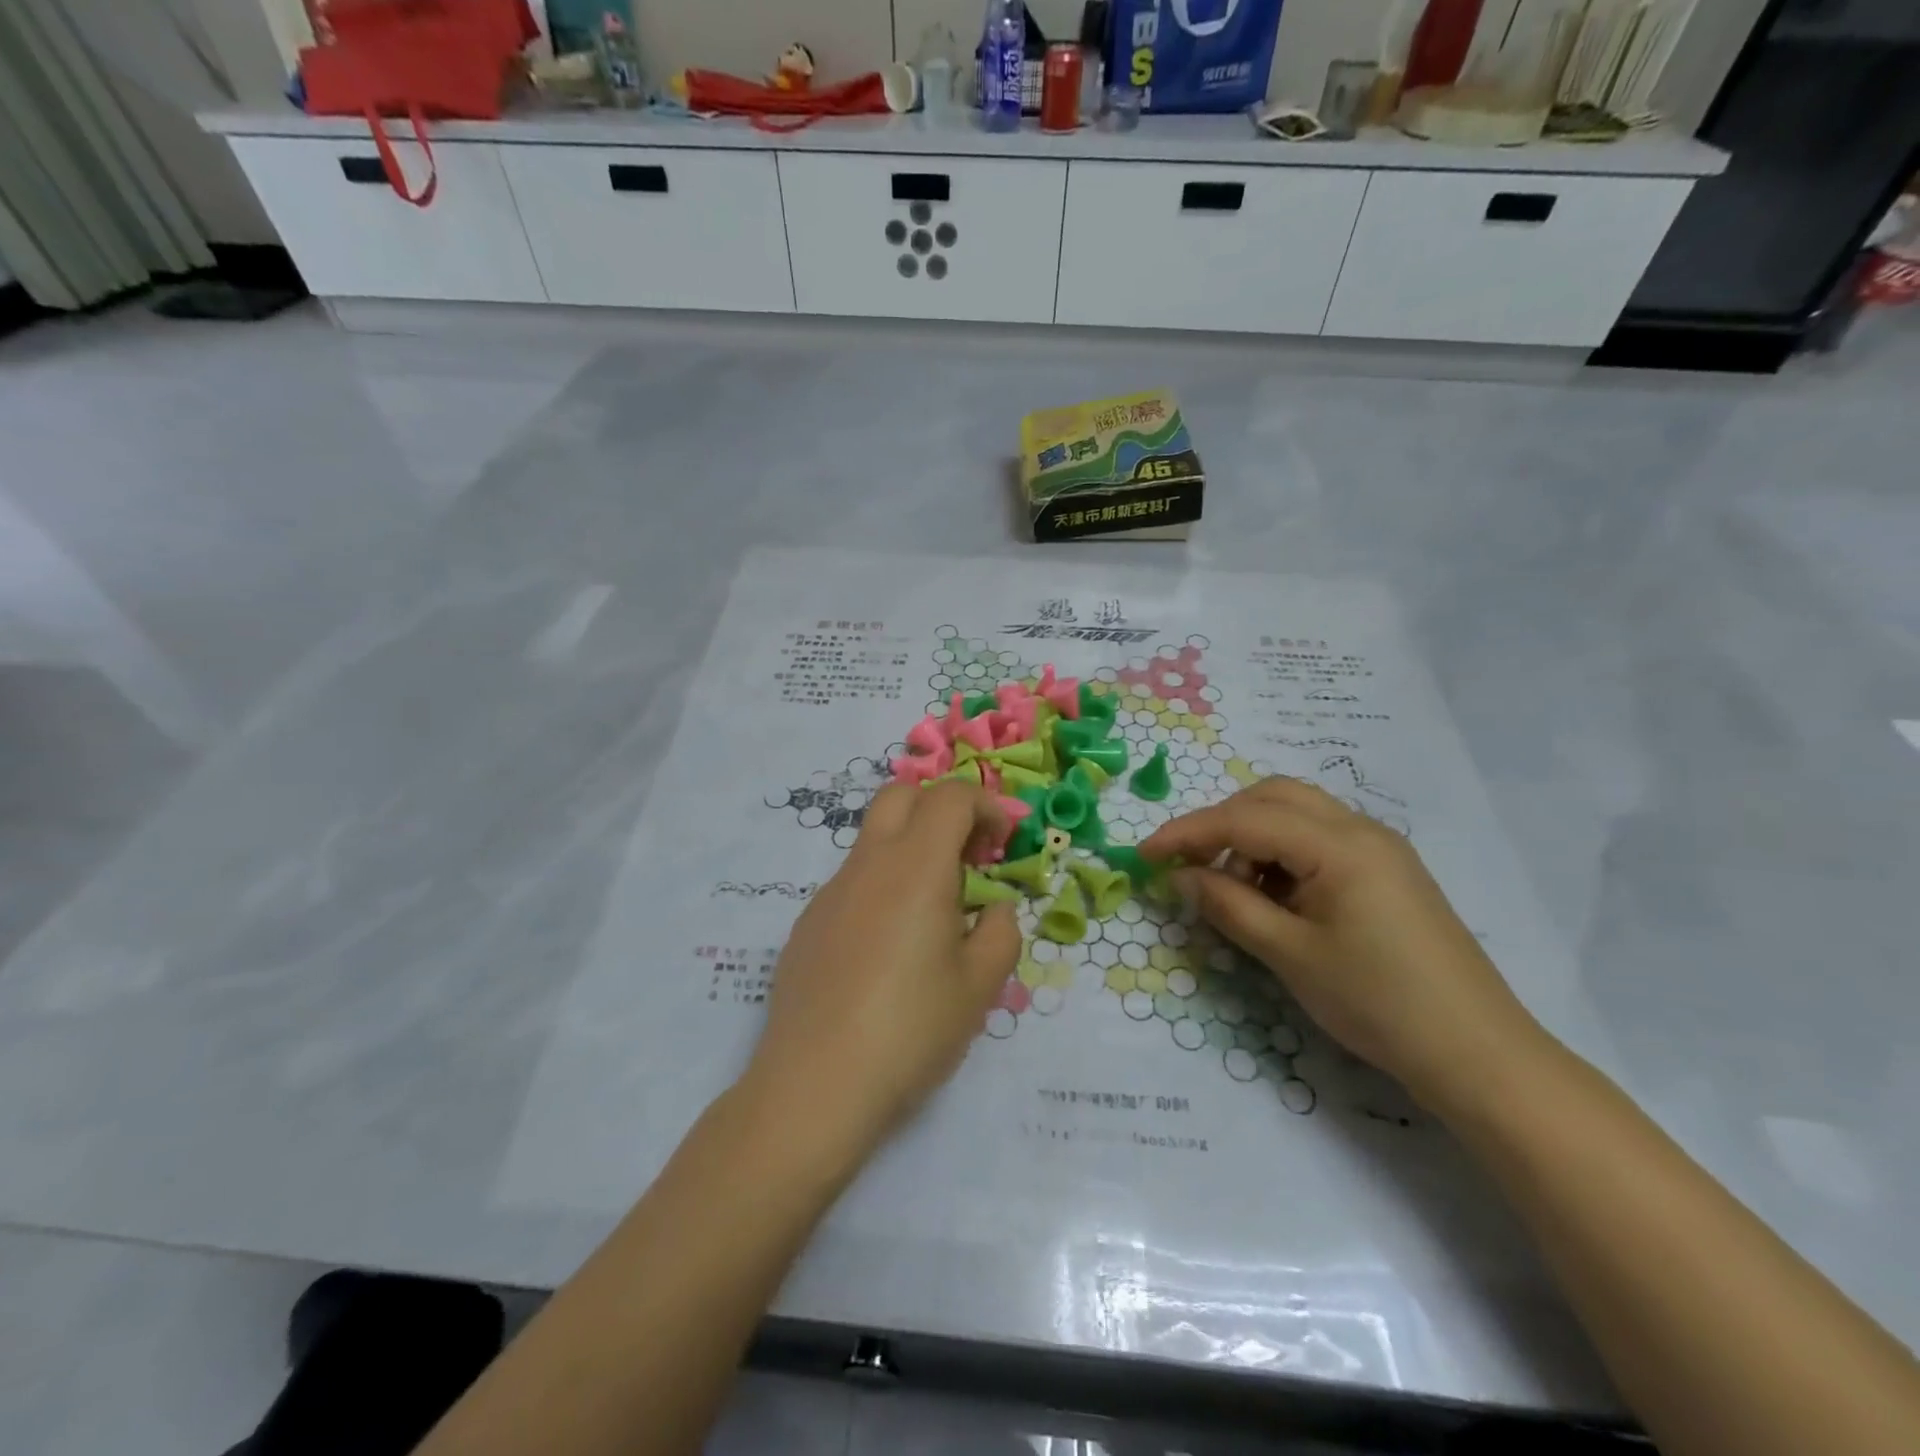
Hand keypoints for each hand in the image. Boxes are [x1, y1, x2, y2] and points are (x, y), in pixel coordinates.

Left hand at [739, 781, 1021, 1173]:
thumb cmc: (910, 1030)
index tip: (1003, 845)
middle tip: (968, 857)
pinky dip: (882, 888)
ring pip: (874, 840)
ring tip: (934, 914)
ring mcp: (830, 893)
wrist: (814, 1086)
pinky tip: (889, 951)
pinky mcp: (807, 924)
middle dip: (941, 809)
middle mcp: (868, 864)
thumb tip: (994, 910)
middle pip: (901, 796)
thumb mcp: (979, 986)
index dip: (986, 807)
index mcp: (916, 867)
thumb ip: (1001, 933)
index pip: (951, 797)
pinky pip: (852, 883)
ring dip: (911, 851)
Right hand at [1139, 778, 1546, 1108]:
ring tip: (1236, 891)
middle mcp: (1360, 829)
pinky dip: (1283, 853)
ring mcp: (1379, 847)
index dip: (1187, 833)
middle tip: (1191, 866)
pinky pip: (1320, 838)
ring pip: (1297, 813)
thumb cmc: (1377, 1002)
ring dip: (1253, 837)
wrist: (1477, 1052)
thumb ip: (1229, 906)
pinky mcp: (1388, 870)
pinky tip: (1275, 897)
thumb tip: (1180, 876)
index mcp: (1338, 844)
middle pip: (1272, 797)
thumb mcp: (1290, 955)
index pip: (1244, 820)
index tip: (1144, 855)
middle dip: (1221, 823)